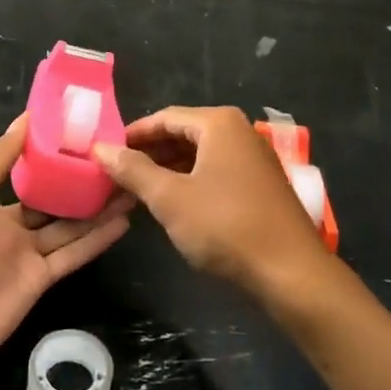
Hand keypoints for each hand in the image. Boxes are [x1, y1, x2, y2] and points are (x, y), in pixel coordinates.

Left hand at [0, 116, 132, 377]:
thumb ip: (0, 155)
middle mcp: (8, 227)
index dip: (52, 158)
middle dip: (80, 184)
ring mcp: (25, 255)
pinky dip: (97, 239)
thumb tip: (28, 117)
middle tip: (116, 162)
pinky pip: (73, 254)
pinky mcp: (41, 281)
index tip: (83, 137)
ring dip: (97, 209)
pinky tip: (124, 221)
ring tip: (130, 186)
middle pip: (52, 201)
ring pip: (69, 226)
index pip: (25, 175)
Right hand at [93, 107, 324, 292]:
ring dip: (168, 169)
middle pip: (183, 133)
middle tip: (117, 173)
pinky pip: (215, 171)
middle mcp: (239, 132)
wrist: (291, 272)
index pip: (164, 117)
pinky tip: (172, 203)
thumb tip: (99, 148)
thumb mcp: (169, 198)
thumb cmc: (225, 226)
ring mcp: (253, 158)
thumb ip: (132, 170)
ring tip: (137, 190)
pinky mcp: (260, 184)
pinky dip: (190, 181)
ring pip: (199, 155)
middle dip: (149, 152)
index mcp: (218, 124)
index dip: (132, 134)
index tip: (106, 152)